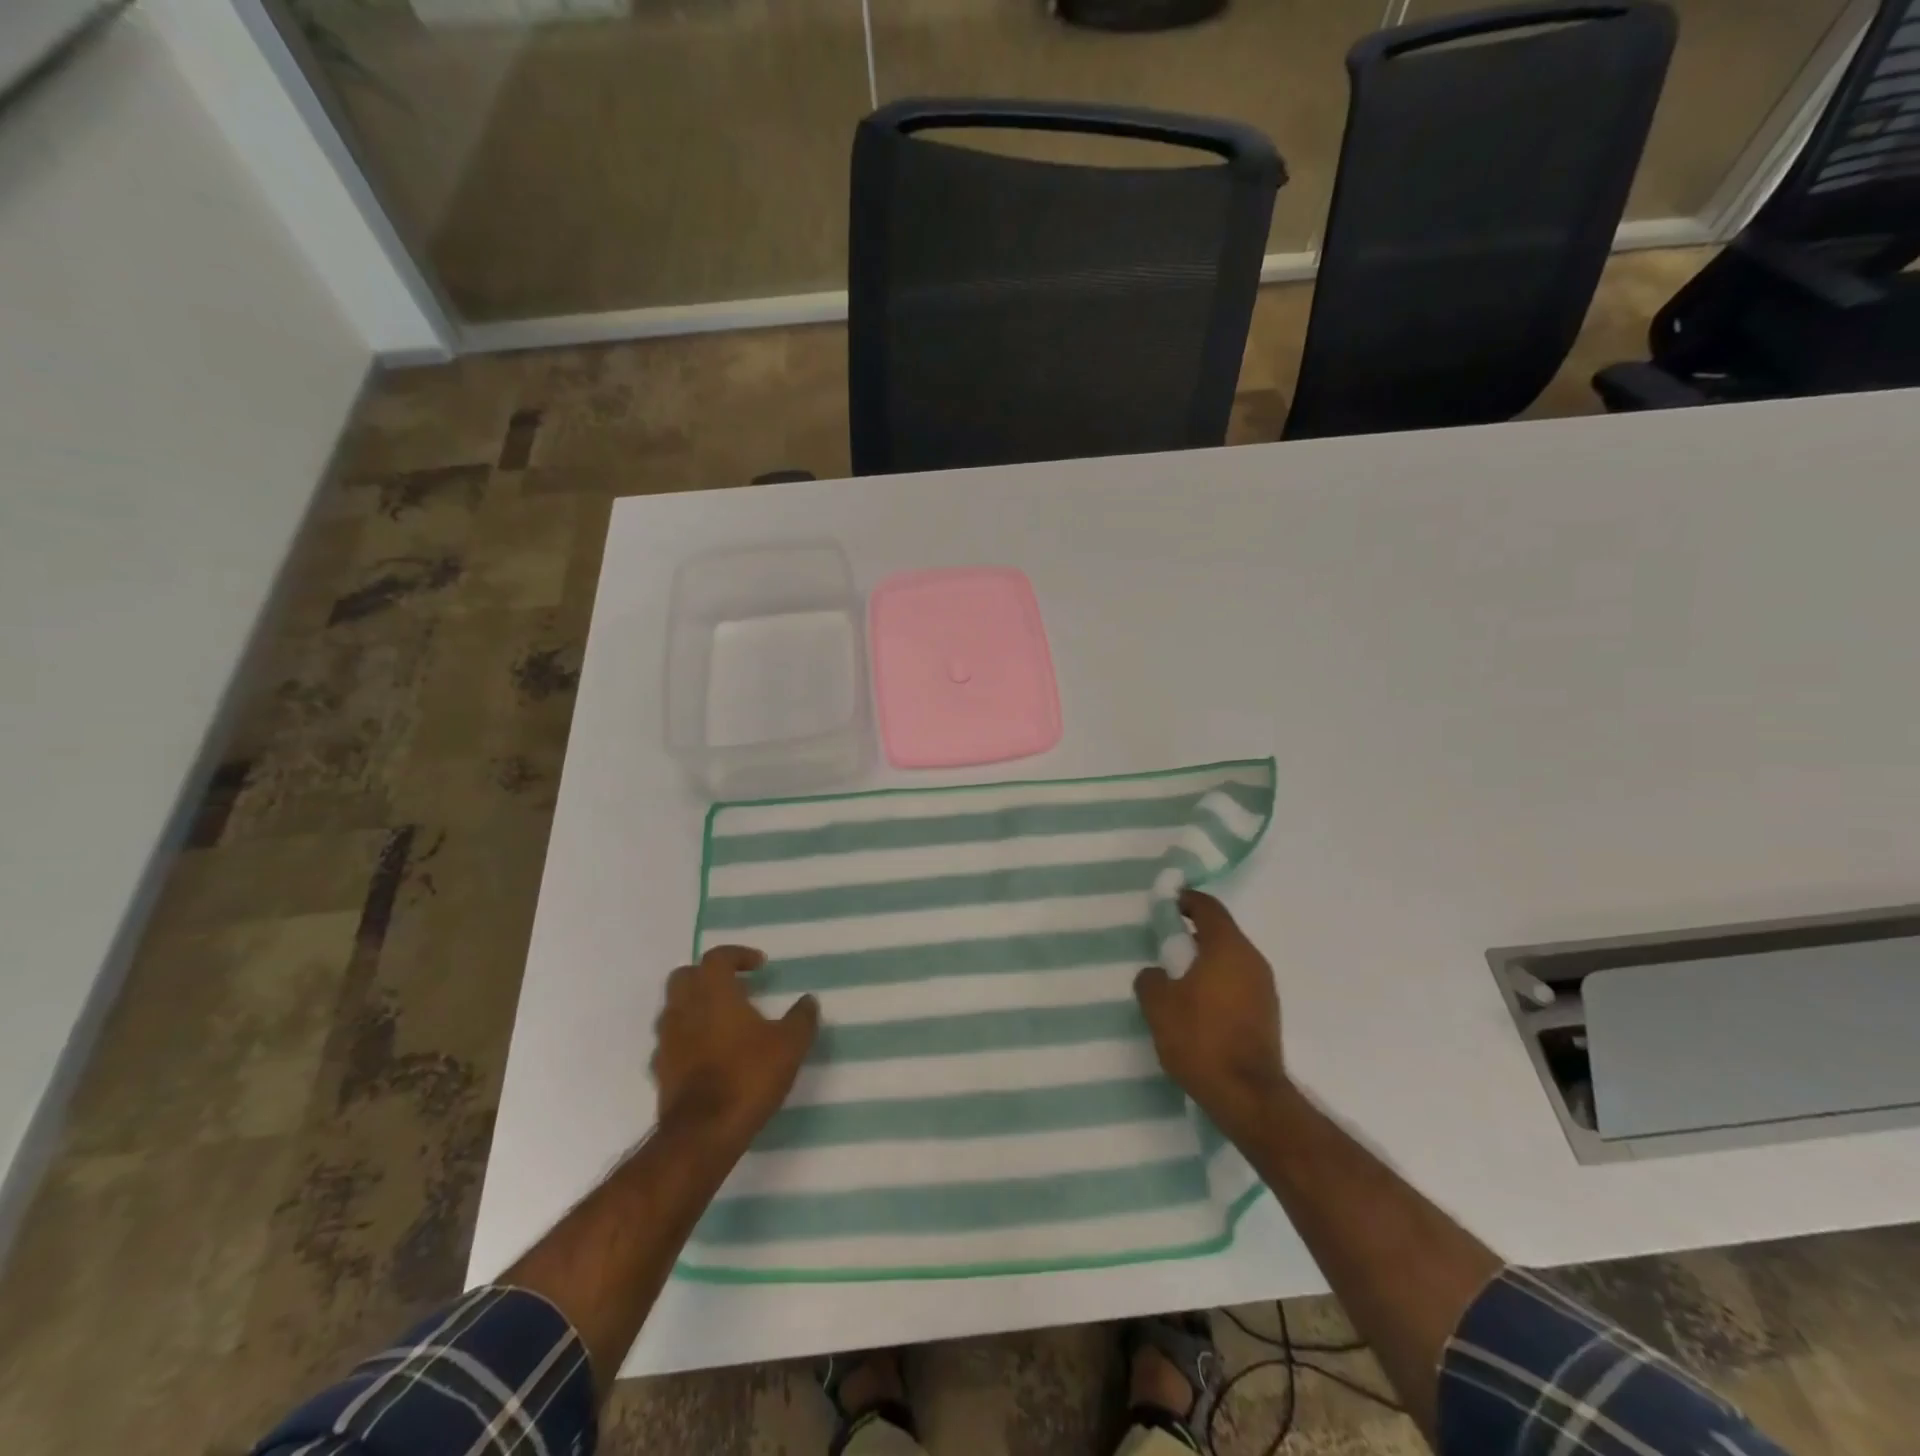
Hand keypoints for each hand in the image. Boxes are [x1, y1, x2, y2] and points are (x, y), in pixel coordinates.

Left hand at [652, 946, 818, 1150]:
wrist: (702, 1134)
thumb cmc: (747, 1077)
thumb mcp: (790, 1045)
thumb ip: (801, 1018)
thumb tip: (809, 1001)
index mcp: (713, 993)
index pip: (716, 957)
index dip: (738, 955)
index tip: (759, 965)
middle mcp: (684, 1009)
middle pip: (685, 976)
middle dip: (708, 975)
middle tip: (734, 986)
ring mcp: (667, 1040)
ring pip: (674, 1008)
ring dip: (695, 1005)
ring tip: (723, 1020)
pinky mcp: (660, 1070)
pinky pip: (671, 1041)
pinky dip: (687, 1037)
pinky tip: (707, 1053)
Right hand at [1134, 891, 1286, 1135]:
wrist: (1248, 1096)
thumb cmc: (1200, 1039)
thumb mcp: (1158, 1005)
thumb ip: (1151, 979)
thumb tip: (1156, 973)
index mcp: (1227, 947)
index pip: (1208, 908)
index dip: (1186, 900)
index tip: (1167, 903)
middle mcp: (1252, 960)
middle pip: (1222, 933)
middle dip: (1194, 933)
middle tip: (1166, 943)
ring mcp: (1265, 988)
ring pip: (1231, 960)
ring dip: (1207, 961)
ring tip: (1178, 977)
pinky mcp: (1267, 1014)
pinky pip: (1239, 984)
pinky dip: (1219, 983)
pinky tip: (1198, 1005)